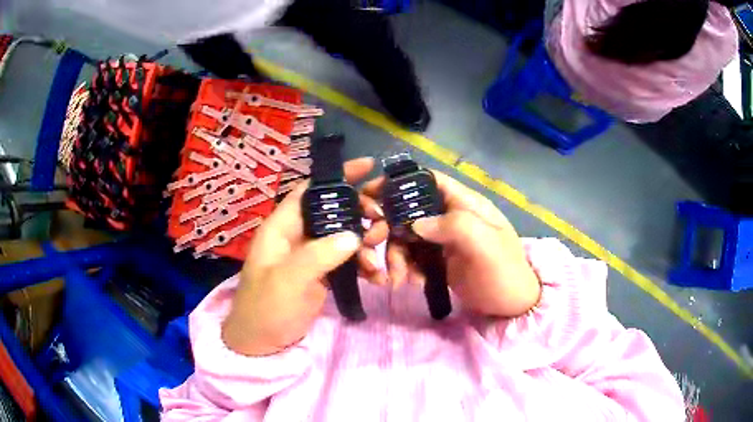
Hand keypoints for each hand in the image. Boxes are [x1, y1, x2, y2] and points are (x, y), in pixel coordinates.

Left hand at [222, 158, 388, 355]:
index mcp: (282, 227)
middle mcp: (297, 235)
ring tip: (378, 257)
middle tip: (383, 221)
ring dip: (365, 243)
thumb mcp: (288, 281)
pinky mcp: (322, 272)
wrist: (262, 342)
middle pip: (333, 210)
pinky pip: (347, 260)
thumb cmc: (266, 308)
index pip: (310, 189)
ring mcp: (311, 254)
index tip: (369, 166)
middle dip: (360, 212)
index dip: (336, 175)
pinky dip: (362, 265)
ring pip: (344, 235)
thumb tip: (355, 236)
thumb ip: (319, 255)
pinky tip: (376, 278)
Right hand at [363, 171, 540, 317]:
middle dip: (389, 226)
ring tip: (398, 279)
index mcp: (465, 203)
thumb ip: (455, 226)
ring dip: (395, 255)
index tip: (371, 193)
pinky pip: (412, 257)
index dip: (400, 182)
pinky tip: (410, 283)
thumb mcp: (486, 246)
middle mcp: (450, 216)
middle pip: (410, 210)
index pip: (429, 180)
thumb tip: (416, 223)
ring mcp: (443, 239)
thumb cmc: (503, 273)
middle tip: (372, 243)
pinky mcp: (437, 260)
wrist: (511, 306)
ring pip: (406, 237)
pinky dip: (405, 268)